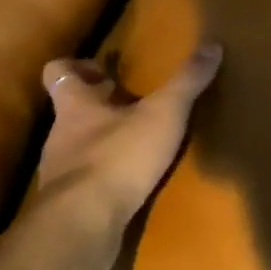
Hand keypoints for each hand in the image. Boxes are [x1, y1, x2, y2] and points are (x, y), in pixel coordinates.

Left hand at [28, 42, 222, 231]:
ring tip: (137, 143)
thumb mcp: (163, 114)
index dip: (77, 66)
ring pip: (78, 145)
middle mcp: (60, 134)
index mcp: (75, 105)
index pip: (58, 72)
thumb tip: (213, 45)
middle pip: (72, 110)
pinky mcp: (68, 204)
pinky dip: (106, 174)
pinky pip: (86, 180)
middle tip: (131, 102)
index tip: (104, 69)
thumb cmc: (118, 156)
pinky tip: (130, 181)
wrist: (83, 224)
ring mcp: (60, 171)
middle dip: (100, 105)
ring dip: (104, 141)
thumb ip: (187, 82)